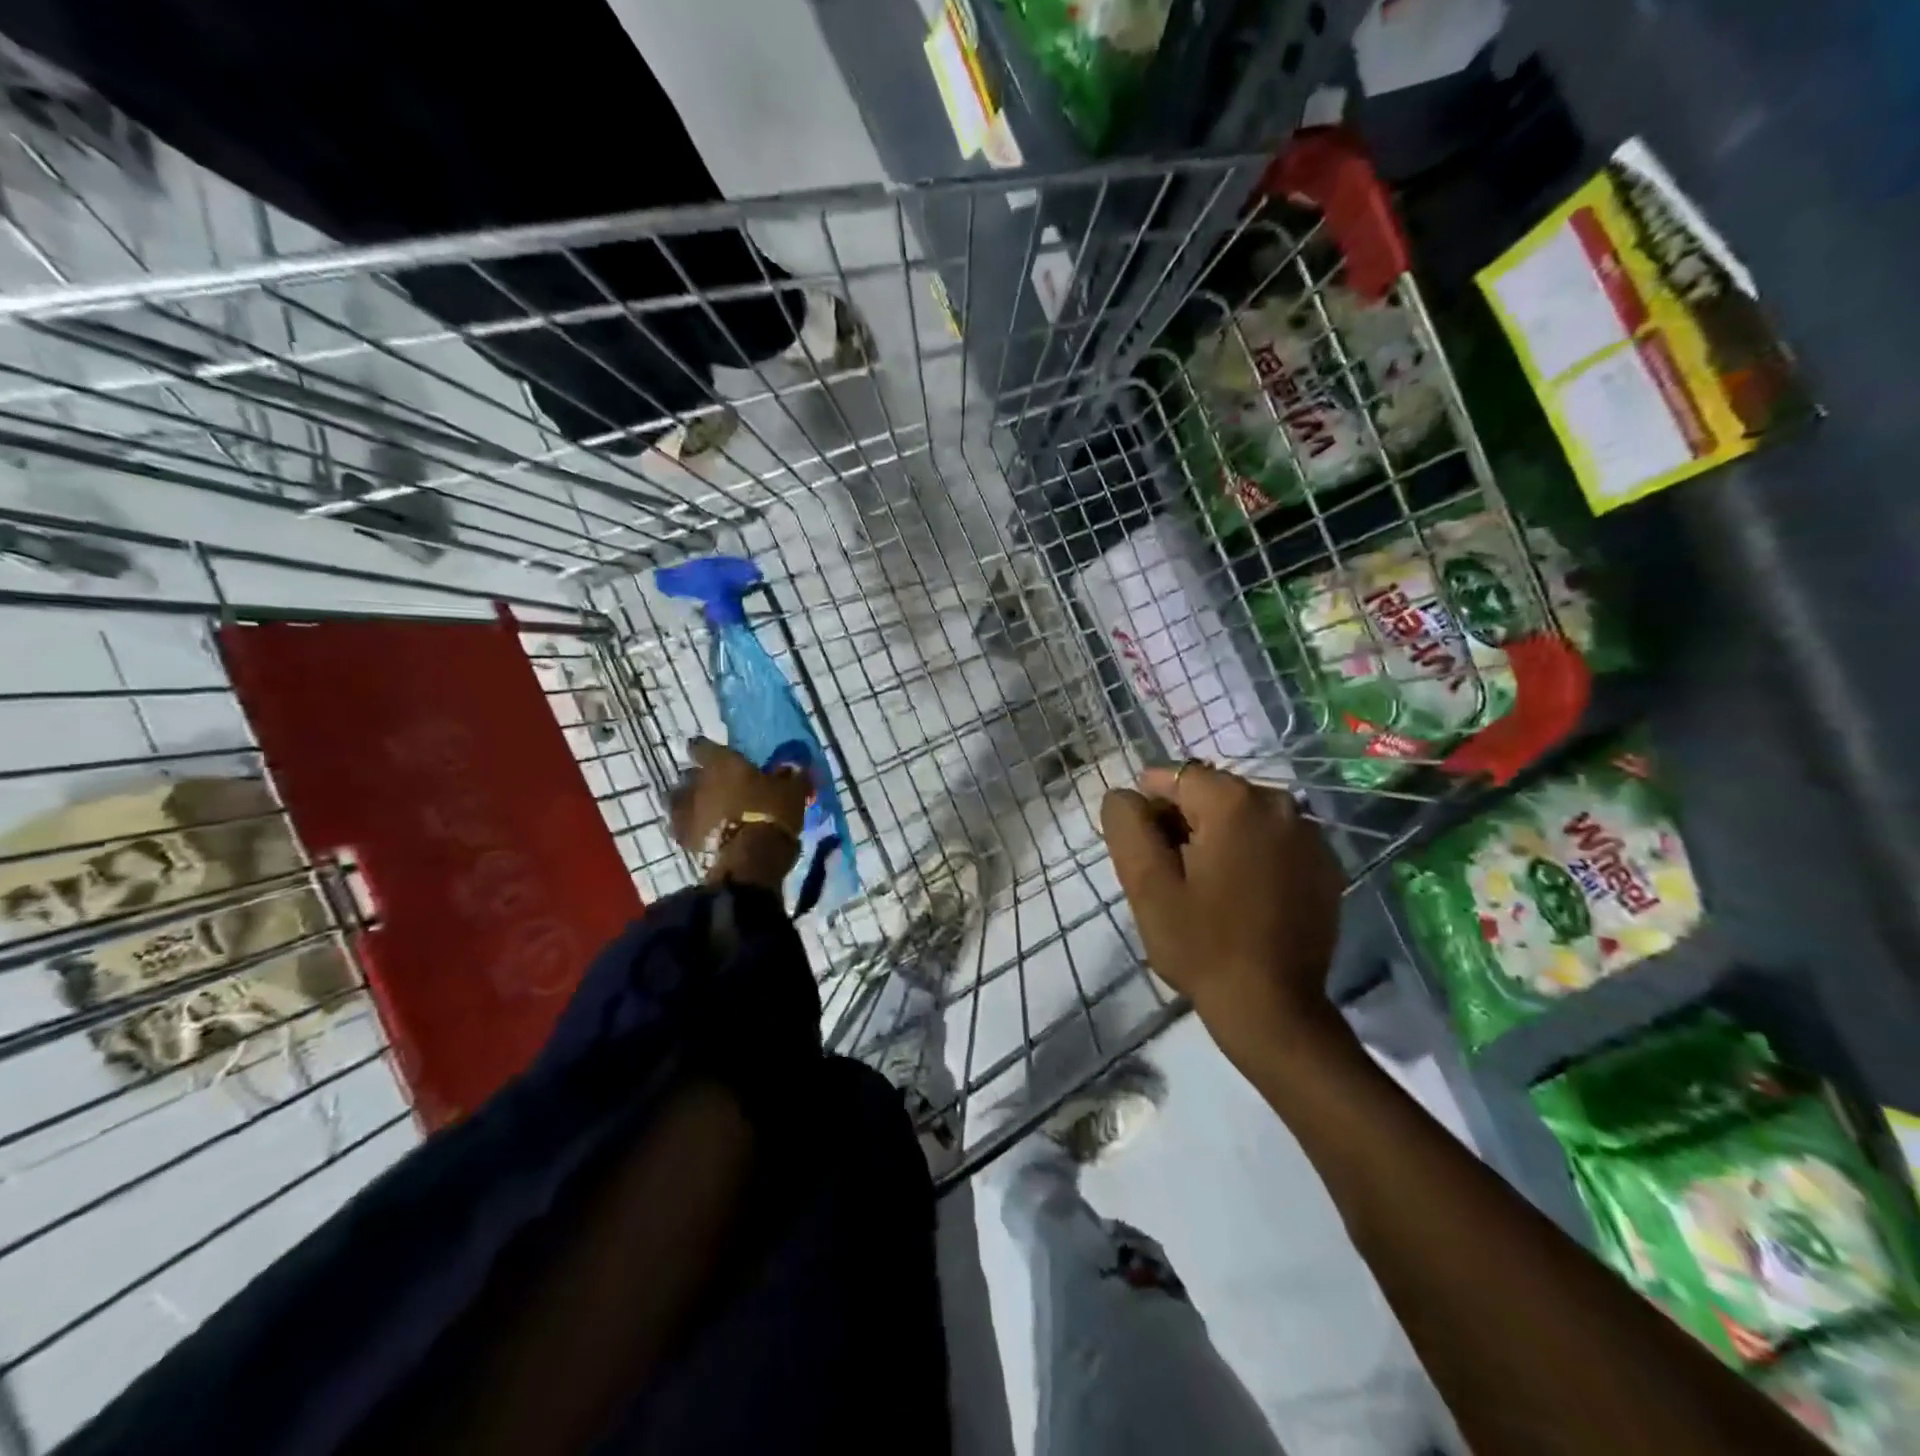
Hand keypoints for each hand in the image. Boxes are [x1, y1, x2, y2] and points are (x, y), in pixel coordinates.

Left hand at [668, 737, 810, 888]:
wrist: (752, 859)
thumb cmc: (772, 814)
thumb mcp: (793, 791)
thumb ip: (791, 776)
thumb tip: (794, 768)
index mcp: (723, 764)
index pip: (703, 746)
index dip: (708, 749)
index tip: (716, 755)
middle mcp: (698, 782)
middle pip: (690, 774)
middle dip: (700, 778)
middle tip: (717, 786)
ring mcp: (686, 810)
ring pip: (679, 799)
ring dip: (690, 801)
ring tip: (704, 809)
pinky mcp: (683, 837)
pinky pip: (682, 826)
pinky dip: (690, 826)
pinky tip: (701, 831)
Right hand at [1102, 762, 1347, 1061]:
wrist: (1273, 1009)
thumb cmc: (1202, 944)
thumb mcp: (1146, 884)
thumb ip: (1127, 825)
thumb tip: (1125, 795)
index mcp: (1235, 802)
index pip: (1176, 776)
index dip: (1151, 807)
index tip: (1144, 849)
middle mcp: (1281, 804)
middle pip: (1213, 794)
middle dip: (1185, 821)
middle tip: (1171, 873)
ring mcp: (1311, 835)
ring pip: (1244, 816)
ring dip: (1219, 837)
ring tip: (1207, 887)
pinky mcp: (1327, 866)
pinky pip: (1274, 841)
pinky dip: (1253, 854)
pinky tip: (1242, 896)